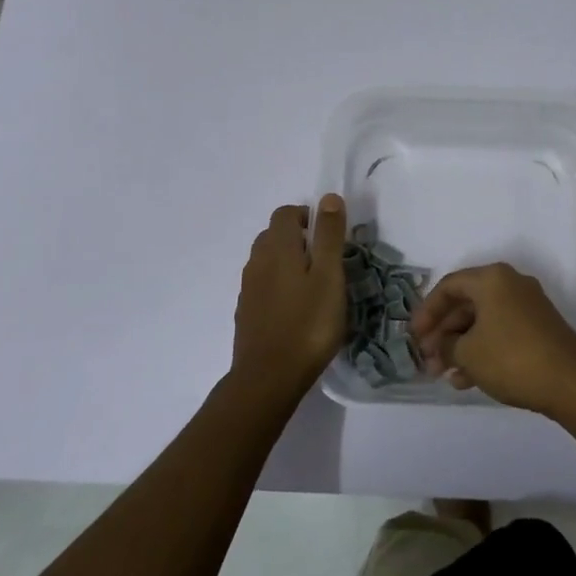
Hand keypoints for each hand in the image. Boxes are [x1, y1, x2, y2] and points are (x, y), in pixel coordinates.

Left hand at [231, 196, 347, 398]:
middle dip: (298, 238)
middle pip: (273, 235)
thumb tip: (329, 197)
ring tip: (313, 286)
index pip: (285, 213)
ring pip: (266, 261)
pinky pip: (262, 286)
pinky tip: (295, 309)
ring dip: (287, 262)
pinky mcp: (246, 313)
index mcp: (277, 247)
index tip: (329, 236)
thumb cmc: (308, 324)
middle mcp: (257, 261)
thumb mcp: (329, 276)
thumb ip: (328, 235)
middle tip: (325, 261)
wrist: (269, 378)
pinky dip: (278, 286)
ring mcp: (248, 288)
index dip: (307, 216)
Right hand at [409, 263, 575, 413]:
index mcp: (492, 278)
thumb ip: (445, 346)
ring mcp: (527, 306)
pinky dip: (481, 351)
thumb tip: (439, 347)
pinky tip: (465, 380)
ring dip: (460, 346)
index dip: (426, 311)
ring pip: (482, 321)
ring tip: (442, 375)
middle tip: (426, 359)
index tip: (413, 336)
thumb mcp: (468, 353)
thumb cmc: (511, 358)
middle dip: (443, 333)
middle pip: (466, 303)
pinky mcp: (538, 328)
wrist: (571, 382)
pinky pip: (499, 332)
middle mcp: (510, 284)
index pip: (448, 286)